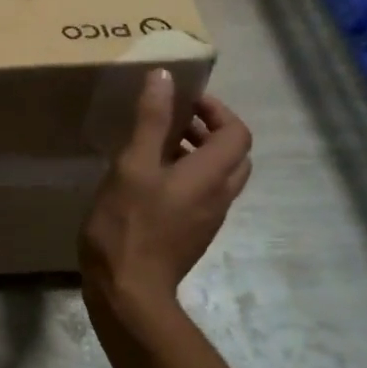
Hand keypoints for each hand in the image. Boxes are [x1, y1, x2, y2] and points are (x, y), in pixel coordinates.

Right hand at [80, 71, 252, 315]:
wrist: (129, 291)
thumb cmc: (129, 223)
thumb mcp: (133, 165)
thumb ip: (151, 120)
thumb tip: (164, 77)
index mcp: (211, 175)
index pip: (238, 132)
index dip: (217, 110)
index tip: (184, 100)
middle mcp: (219, 196)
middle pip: (234, 154)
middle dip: (210, 130)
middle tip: (174, 119)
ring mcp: (207, 219)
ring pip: (219, 177)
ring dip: (199, 153)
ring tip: (158, 145)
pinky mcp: (192, 235)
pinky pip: (202, 195)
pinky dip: (188, 176)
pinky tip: (150, 179)